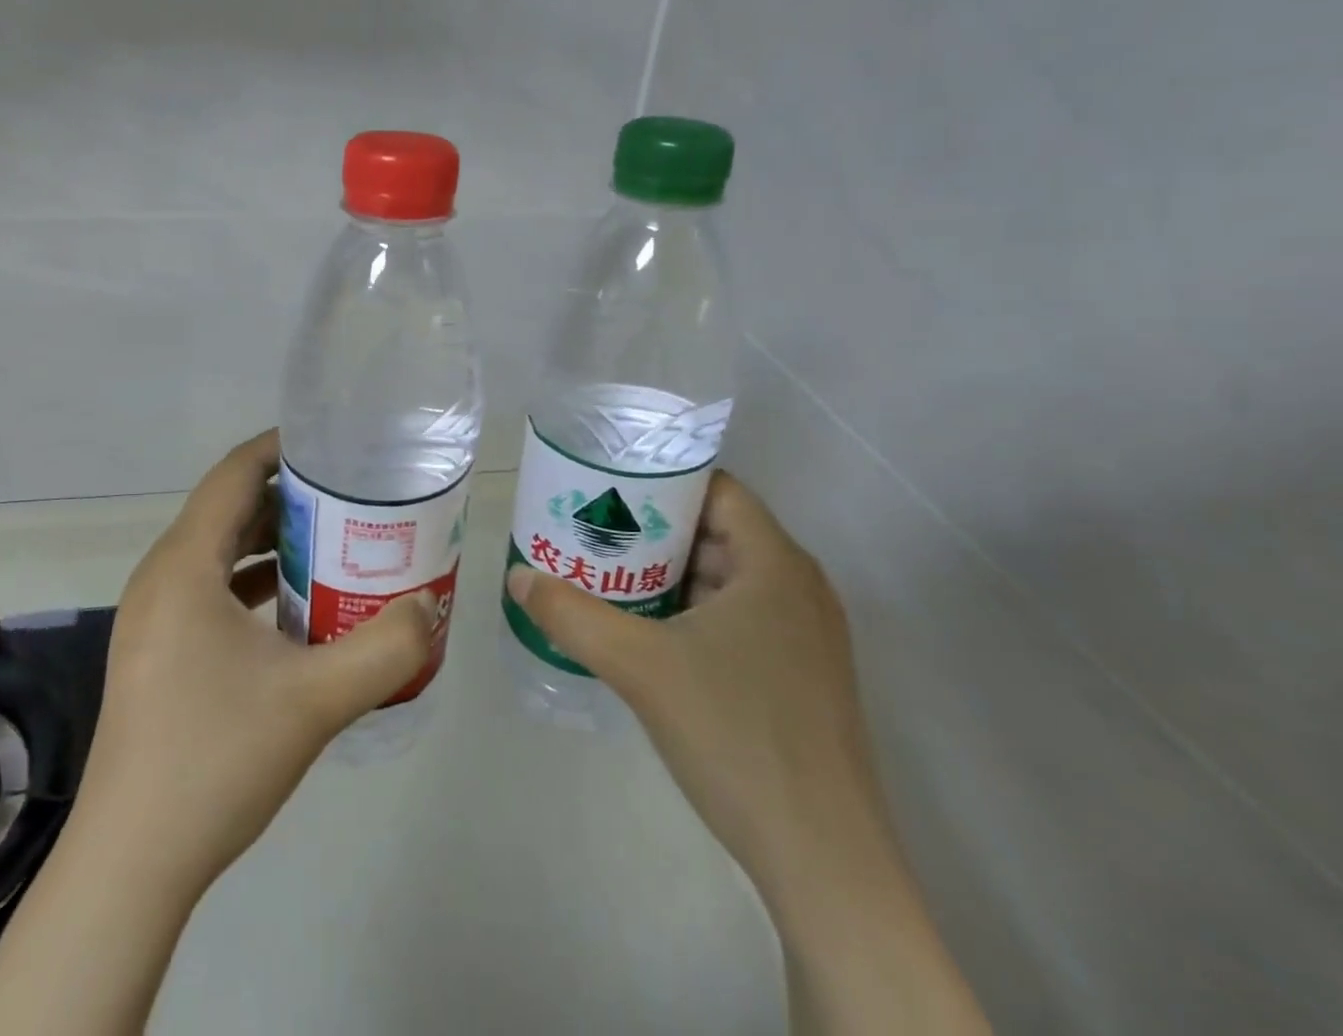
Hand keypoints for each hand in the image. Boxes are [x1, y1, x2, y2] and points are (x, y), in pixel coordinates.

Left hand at [76, 427, 438, 891]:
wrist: (131, 865)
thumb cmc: (215, 761)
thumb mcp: (315, 700)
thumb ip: (385, 648)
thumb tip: (429, 607)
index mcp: (184, 566)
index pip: (234, 473)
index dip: (283, 447)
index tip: (337, 444)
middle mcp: (162, 577)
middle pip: (230, 508)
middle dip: (291, 495)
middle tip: (354, 495)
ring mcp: (155, 616)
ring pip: (221, 551)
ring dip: (276, 540)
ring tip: (338, 541)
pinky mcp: (159, 650)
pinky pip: (212, 589)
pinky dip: (256, 581)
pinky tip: (301, 605)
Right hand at [507, 468, 875, 891]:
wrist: (824, 862)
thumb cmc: (737, 736)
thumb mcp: (639, 667)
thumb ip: (573, 615)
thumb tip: (518, 577)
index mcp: (776, 564)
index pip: (716, 489)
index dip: (660, 480)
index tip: (607, 487)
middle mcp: (799, 588)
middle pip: (717, 531)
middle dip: (653, 528)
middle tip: (594, 531)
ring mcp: (805, 636)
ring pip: (726, 577)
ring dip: (669, 573)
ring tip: (608, 575)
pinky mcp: (799, 676)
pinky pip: (739, 616)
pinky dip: (692, 610)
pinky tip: (648, 632)